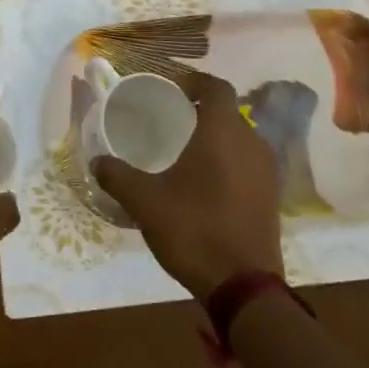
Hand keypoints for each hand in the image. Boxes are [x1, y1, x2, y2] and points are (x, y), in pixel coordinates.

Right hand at [92, 71, 282, 301]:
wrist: (244, 286)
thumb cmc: (194, 230)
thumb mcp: (145, 202)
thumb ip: (118, 176)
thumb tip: (97, 161)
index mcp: (222, 133)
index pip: (216, 87)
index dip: (194, 81)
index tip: (172, 88)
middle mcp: (251, 143)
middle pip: (228, 112)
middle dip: (202, 110)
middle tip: (172, 119)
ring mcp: (266, 172)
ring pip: (240, 138)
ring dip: (216, 137)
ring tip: (186, 151)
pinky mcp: (271, 197)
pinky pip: (248, 163)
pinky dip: (228, 161)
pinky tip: (206, 183)